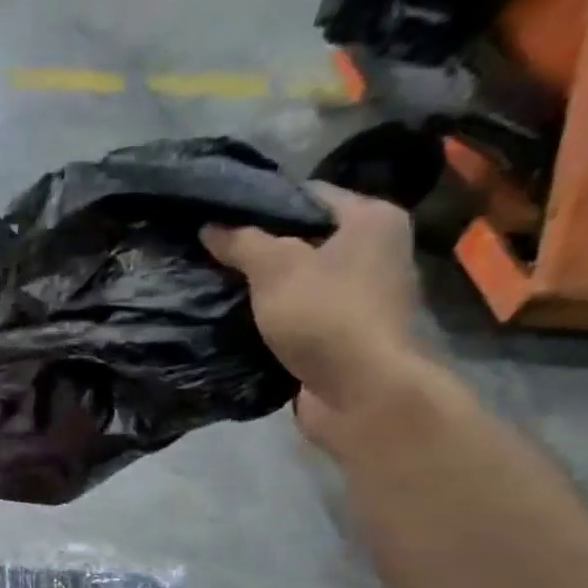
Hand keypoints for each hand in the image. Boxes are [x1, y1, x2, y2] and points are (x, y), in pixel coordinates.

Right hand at [201, 183, 426, 445]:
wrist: (362, 392)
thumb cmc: (325, 314)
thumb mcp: (274, 268)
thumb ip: (240, 242)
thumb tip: (209, 225)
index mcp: (372, 219)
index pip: (307, 195)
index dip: (260, 204)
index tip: (218, 218)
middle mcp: (377, 250)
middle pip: (304, 237)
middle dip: (259, 248)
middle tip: (211, 254)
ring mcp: (365, 294)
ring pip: (301, 278)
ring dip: (264, 285)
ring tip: (217, 286)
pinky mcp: (348, 332)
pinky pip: (302, 312)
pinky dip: (274, 315)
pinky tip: (240, 320)